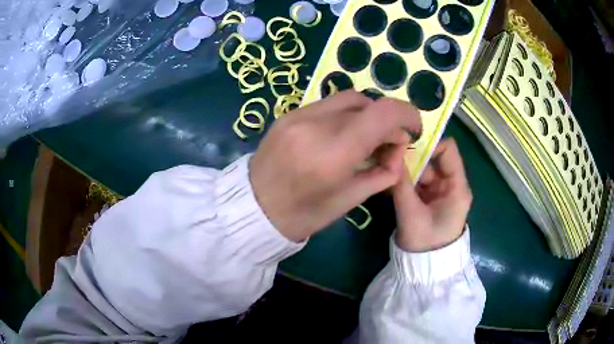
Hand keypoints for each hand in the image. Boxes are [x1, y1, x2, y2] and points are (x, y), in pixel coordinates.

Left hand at [250, 91, 421, 241]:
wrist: (253, 209)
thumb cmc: (303, 215)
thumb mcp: (349, 201)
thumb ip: (381, 172)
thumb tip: (398, 151)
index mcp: (333, 153)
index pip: (382, 113)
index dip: (407, 115)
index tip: (413, 129)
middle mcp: (315, 125)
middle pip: (367, 102)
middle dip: (386, 119)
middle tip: (388, 142)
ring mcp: (298, 115)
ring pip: (348, 98)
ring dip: (366, 114)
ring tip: (365, 138)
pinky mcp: (288, 114)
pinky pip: (327, 104)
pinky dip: (345, 114)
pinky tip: (341, 134)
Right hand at [393, 139, 471, 251]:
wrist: (424, 267)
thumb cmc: (424, 242)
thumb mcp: (412, 213)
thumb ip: (402, 183)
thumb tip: (392, 155)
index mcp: (457, 187)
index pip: (448, 150)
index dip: (430, 143)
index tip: (406, 146)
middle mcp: (451, 185)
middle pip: (433, 159)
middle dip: (412, 157)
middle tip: (390, 155)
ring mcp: (439, 192)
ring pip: (422, 170)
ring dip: (406, 169)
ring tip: (386, 167)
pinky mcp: (429, 199)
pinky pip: (417, 182)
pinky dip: (405, 180)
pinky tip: (389, 180)